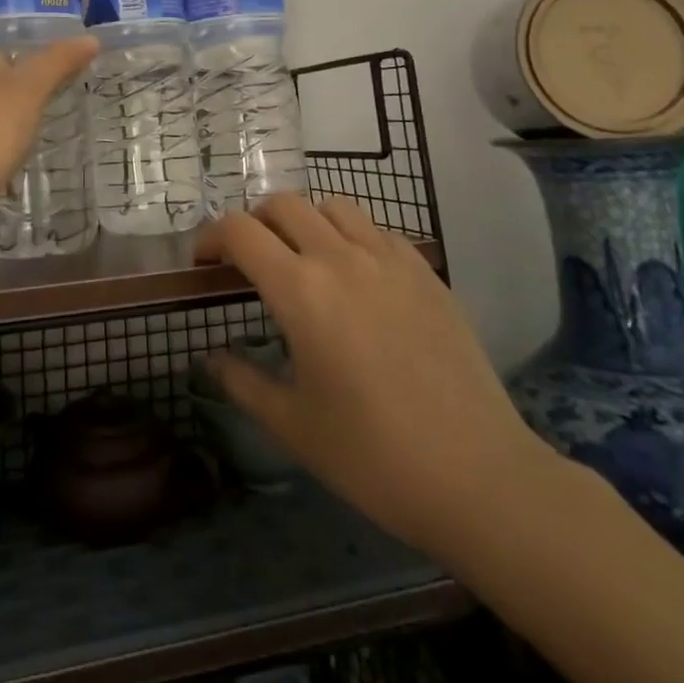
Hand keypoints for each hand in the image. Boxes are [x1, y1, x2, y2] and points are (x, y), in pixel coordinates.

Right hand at [195, 194, 558, 561]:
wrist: (480, 479)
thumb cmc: (373, 457)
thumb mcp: (293, 426)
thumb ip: (242, 382)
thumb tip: (211, 359)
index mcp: (300, 290)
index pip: (239, 231)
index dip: (211, 237)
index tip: (203, 263)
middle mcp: (340, 258)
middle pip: (283, 203)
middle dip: (254, 221)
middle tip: (250, 260)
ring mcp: (389, 260)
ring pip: (333, 205)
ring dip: (305, 220)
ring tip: (304, 259)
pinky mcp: (426, 273)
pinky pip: (377, 230)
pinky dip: (352, 237)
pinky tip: (358, 279)